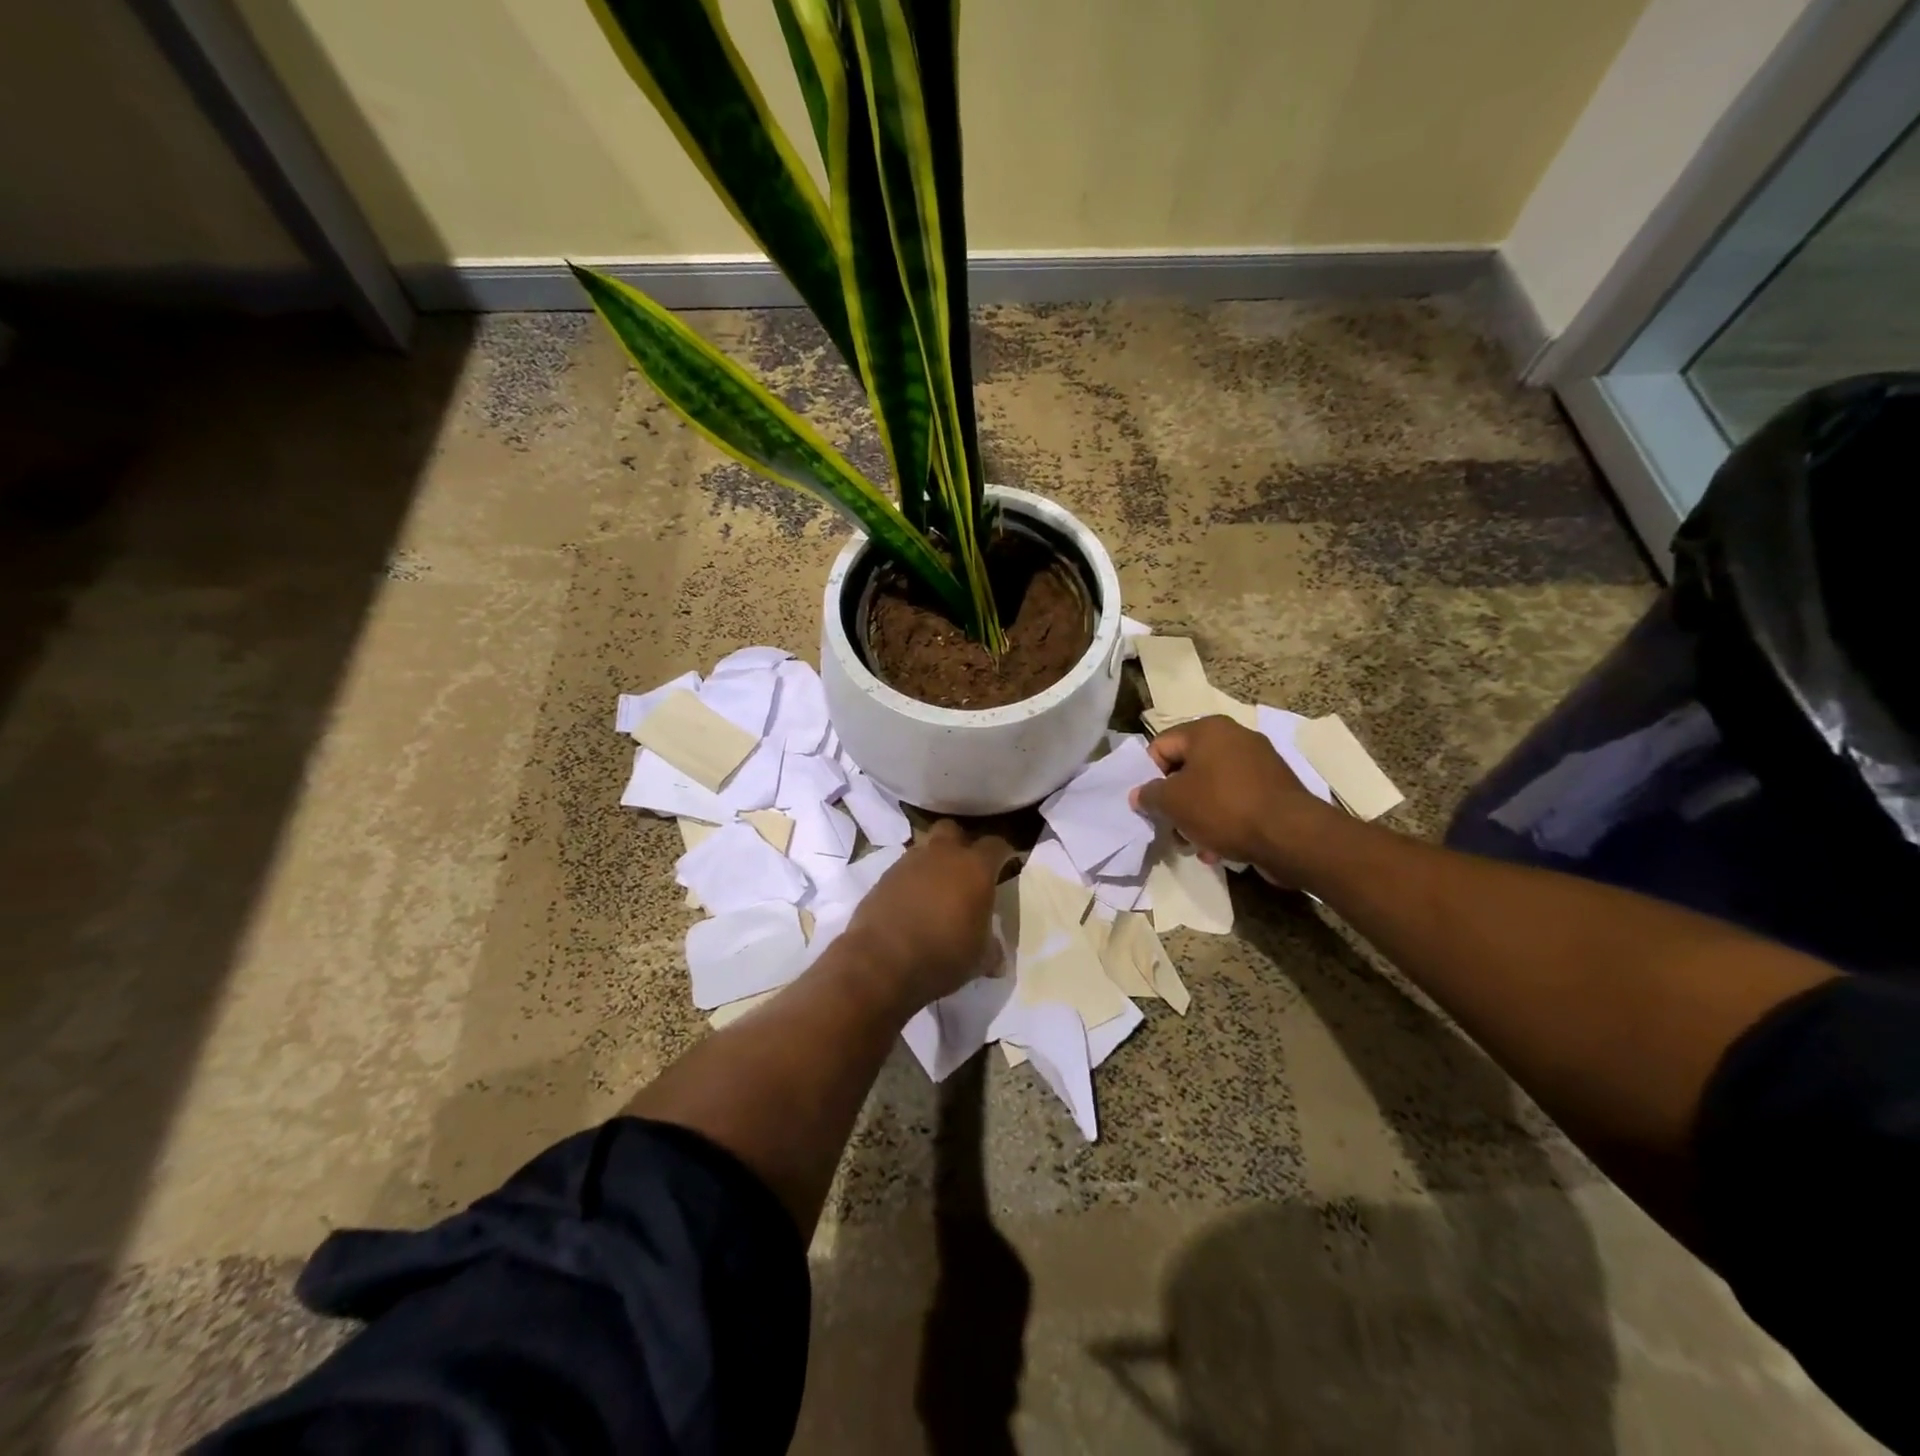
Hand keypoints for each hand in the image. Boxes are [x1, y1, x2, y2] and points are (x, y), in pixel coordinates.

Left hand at [841, 820, 1014, 1010]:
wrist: (882, 961)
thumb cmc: (943, 955)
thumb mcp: (979, 958)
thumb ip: (991, 948)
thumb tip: (997, 956)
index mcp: (974, 867)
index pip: (996, 845)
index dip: (1004, 853)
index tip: (1008, 864)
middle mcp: (942, 855)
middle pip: (953, 830)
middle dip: (962, 844)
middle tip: (967, 869)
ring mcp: (908, 862)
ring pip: (925, 848)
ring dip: (933, 861)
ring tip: (937, 888)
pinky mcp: (883, 877)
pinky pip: (903, 869)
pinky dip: (911, 880)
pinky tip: (912, 903)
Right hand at [1130, 716, 1339, 881]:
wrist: (1291, 836)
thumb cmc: (1223, 808)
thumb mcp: (1173, 802)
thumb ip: (1149, 795)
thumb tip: (1140, 794)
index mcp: (1208, 730)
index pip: (1160, 746)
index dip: (1148, 776)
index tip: (1150, 805)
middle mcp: (1235, 737)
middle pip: (1187, 769)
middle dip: (1175, 802)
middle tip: (1171, 828)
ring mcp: (1259, 763)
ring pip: (1211, 788)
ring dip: (1197, 817)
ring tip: (1196, 845)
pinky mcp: (1275, 789)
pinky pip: (1236, 800)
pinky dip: (1223, 821)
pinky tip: (1220, 848)